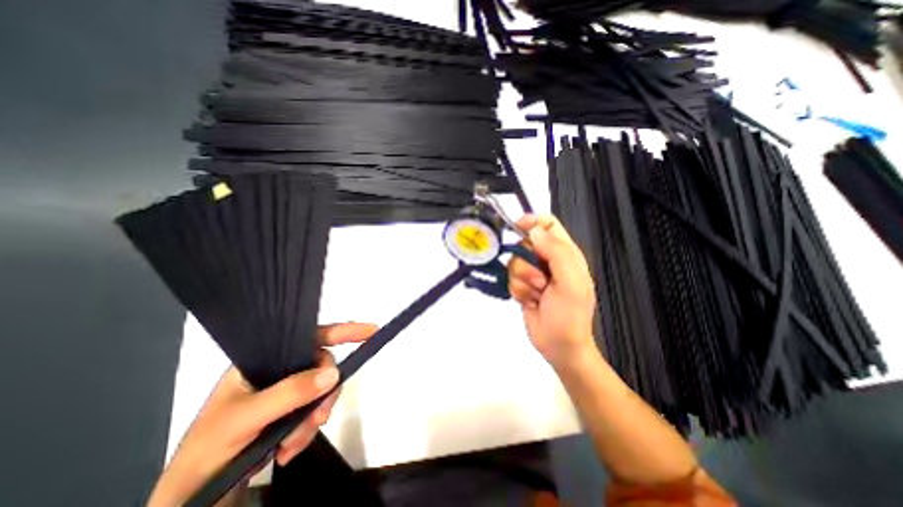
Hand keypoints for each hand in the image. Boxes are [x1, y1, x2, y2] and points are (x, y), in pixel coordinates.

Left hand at [146, 323, 378, 503]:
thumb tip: (334, 373)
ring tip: (292, 445)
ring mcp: (287, 390)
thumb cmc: (208, 449)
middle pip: (322, 367)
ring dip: (315, 417)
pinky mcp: (291, 410)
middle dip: (324, 394)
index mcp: (265, 359)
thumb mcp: (246, 419)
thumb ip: (290, 393)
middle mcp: (280, 370)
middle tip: (316, 420)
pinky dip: (309, 431)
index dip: (343, 331)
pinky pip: (316, 411)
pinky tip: (290, 449)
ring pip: (322, 391)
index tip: (371, 331)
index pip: (311, 336)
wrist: (191, 497)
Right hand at [506, 214, 597, 367]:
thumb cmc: (570, 315)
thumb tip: (533, 230)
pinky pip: (510, 277)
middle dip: (526, 262)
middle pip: (524, 243)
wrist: (559, 346)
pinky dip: (517, 290)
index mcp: (565, 253)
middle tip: (540, 280)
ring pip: (514, 261)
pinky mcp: (522, 285)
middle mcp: (547, 259)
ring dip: (522, 280)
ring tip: (537, 294)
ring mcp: (533, 273)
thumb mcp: (570, 282)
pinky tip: (529, 301)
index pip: (548, 224)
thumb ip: (555, 252)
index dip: (533, 221)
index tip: (518, 227)